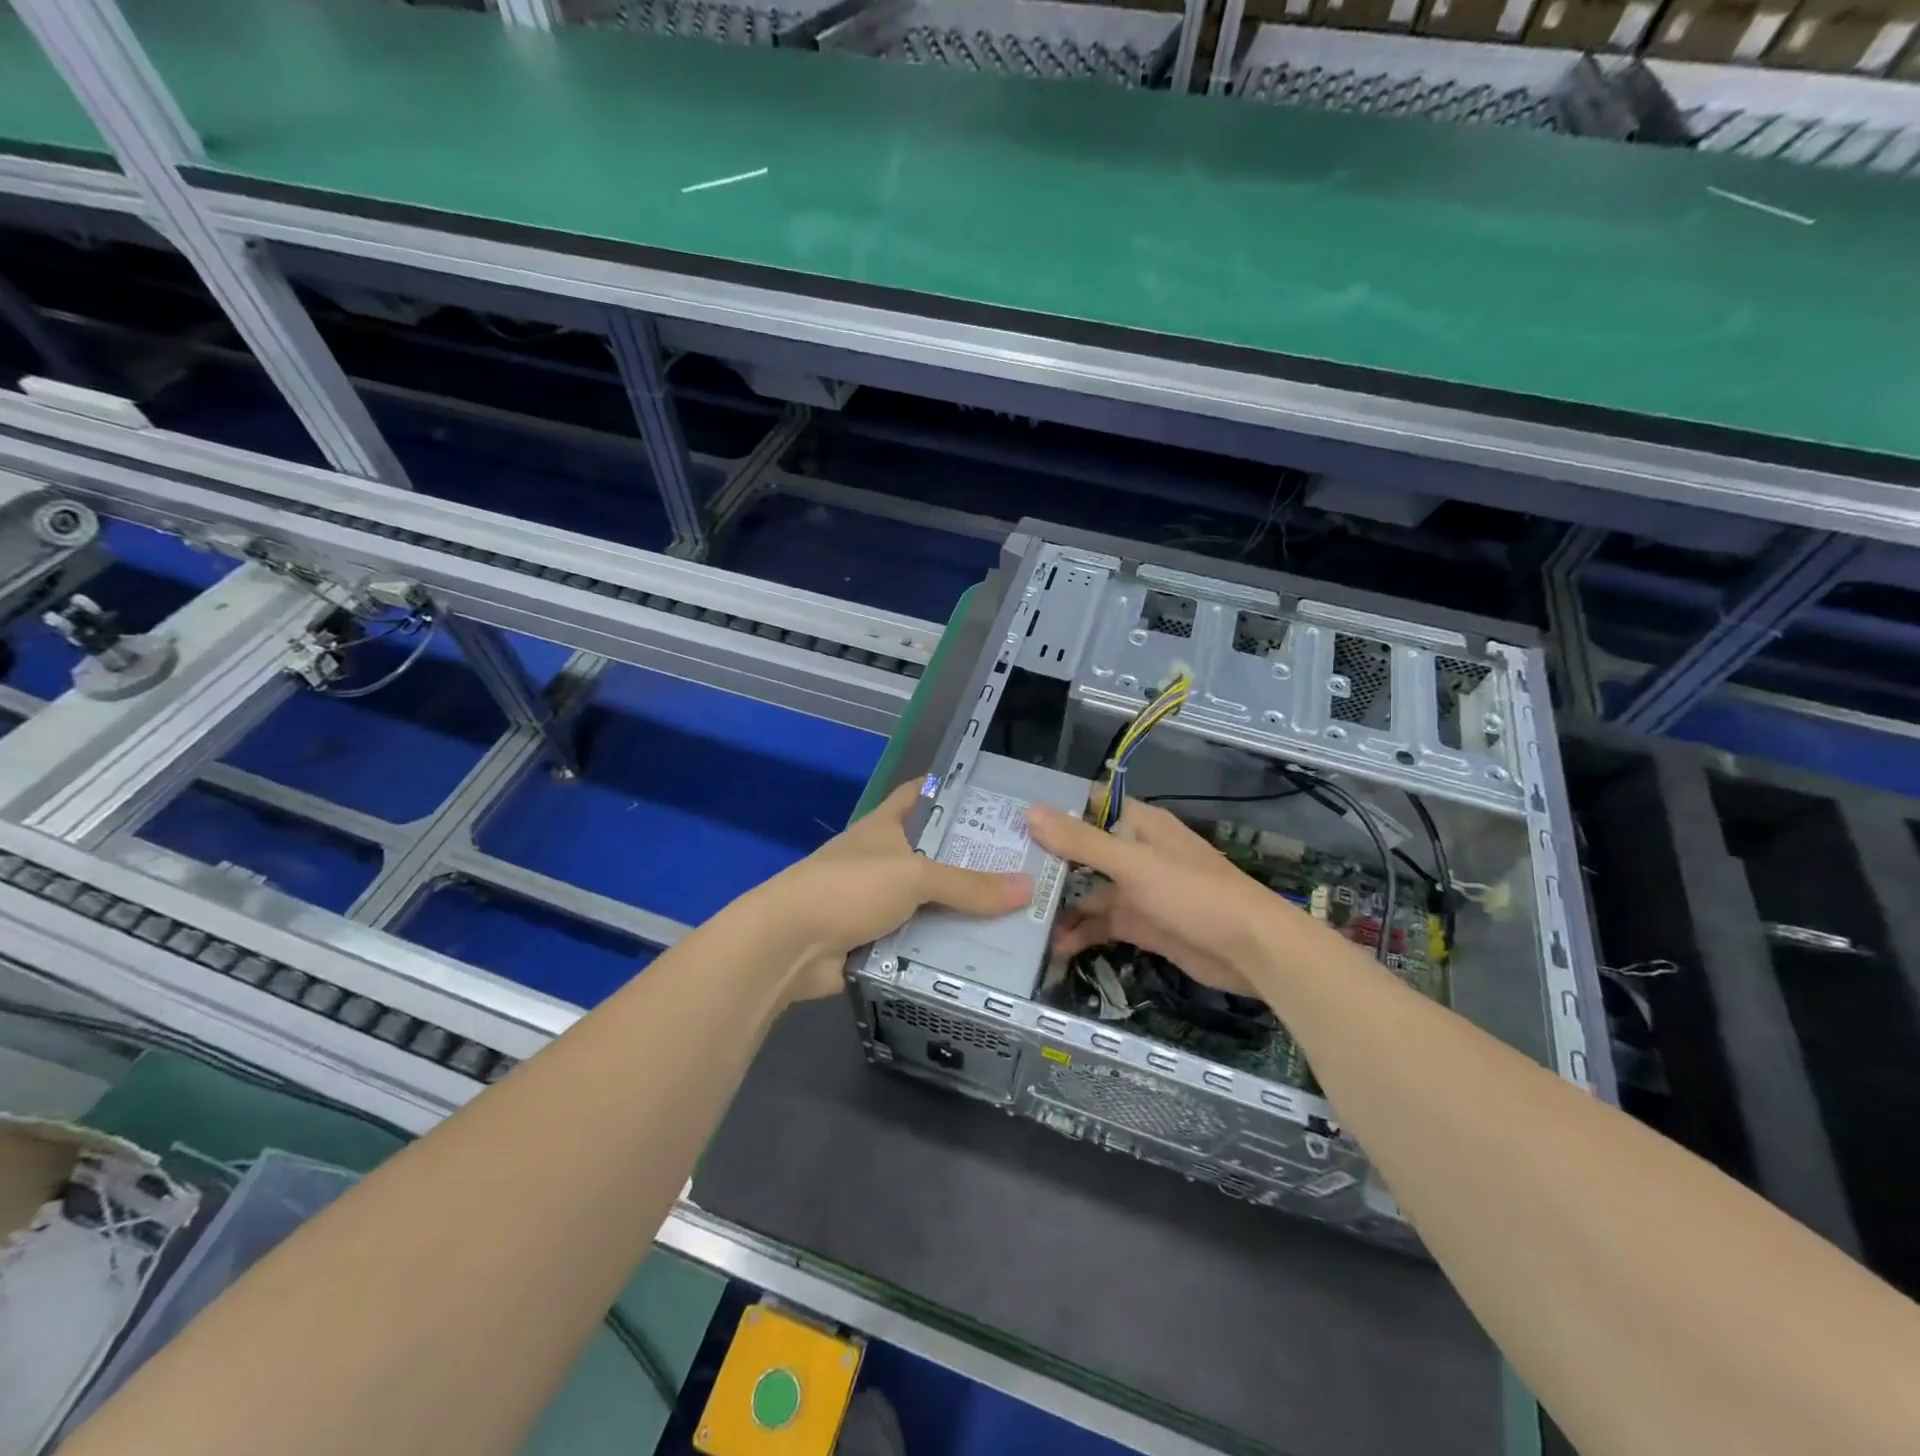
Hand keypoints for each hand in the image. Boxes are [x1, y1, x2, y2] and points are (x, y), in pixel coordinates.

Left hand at [756, 780, 1031, 1000]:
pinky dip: (944, 948)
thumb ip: (969, 884)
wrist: (788, 945)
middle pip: (935, 854)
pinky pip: (919, 941)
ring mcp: (876, 901)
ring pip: (930, 902)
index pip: (922, 794)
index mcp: (886, 826)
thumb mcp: (914, 876)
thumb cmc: (849, 888)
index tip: (997, 798)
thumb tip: (1028, 887)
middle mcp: (883, 858)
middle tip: (1026, 867)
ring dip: (963, 911)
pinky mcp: (875, 940)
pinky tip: (984, 957)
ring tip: (1018, 916)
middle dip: (974, 861)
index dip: (954, 790)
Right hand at [1026, 798, 1303, 995]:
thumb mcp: (1134, 864)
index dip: (1054, 809)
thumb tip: (1031, 812)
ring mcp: (1138, 891)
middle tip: (1003, 871)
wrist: (1251, 951)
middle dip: (1049, 861)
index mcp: (1139, 825)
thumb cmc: (1194, 894)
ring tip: (1020, 916)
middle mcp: (1136, 853)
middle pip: (1083, 851)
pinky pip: (1102, 923)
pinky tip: (1054, 945)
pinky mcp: (1142, 924)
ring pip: (1090, 890)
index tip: (1012, 818)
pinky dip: (1080, 932)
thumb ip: (1082, 841)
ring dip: (1061, 902)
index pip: (1089, 805)